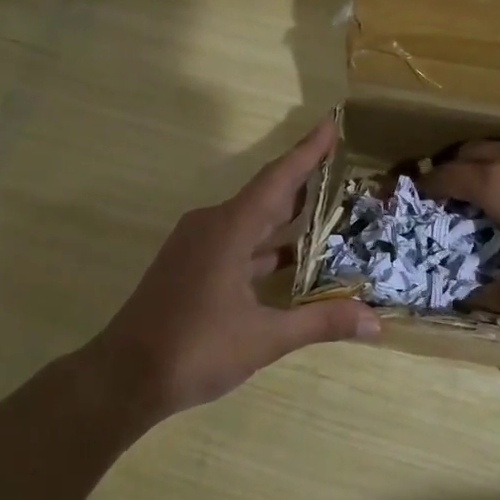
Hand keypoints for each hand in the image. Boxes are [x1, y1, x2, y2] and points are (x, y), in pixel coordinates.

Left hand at [89, 118, 379, 417]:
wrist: (125, 377)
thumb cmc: (195, 349)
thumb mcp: (265, 337)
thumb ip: (320, 322)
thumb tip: (375, 321)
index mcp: (228, 229)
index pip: (278, 179)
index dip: (307, 151)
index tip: (331, 122)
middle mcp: (211, 227)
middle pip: (266, 196)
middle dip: (304, 184)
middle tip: (344, 172)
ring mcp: (196, 247)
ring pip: (250, 222)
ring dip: (285, 219)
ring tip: (328, 215)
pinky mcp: (190, 267)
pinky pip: (236, 243)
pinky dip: (265, 246)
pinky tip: (290, 261)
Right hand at [420, 137, 499, 314]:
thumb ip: (488, 296)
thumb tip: (464, 302)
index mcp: (495, 184)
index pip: (446, 176)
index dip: (426, 185)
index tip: (418, 193)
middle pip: (472, 150)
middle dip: (456, 167)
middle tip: (453, 190)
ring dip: (493, 162)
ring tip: (499, 187)